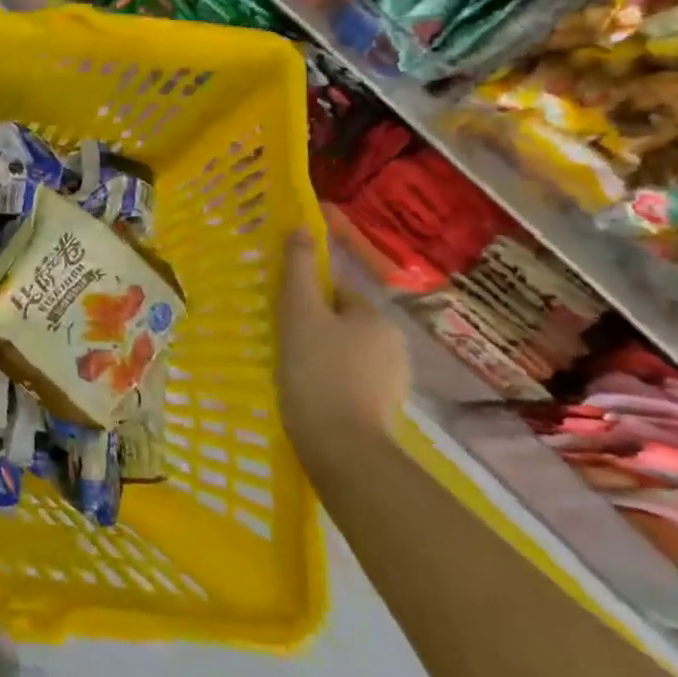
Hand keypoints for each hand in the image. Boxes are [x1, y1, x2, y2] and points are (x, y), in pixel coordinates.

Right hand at [275, 231, 408, 450]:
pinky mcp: (385, 411)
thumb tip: (302, 228)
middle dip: (315, 330)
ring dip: (323, 358)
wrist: (342, 448)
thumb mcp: (300, 313)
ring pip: (347, 354)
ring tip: (293, 374)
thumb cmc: (316, 371)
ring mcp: (394, 381)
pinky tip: (312, 396)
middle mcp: (394, 345)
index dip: (305, 300)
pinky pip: (352, 383)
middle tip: (283, 345)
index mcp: (376, 317)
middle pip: (342, 323)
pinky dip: (332, 384)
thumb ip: (299, 270)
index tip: (282, 318)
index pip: (335, 293)